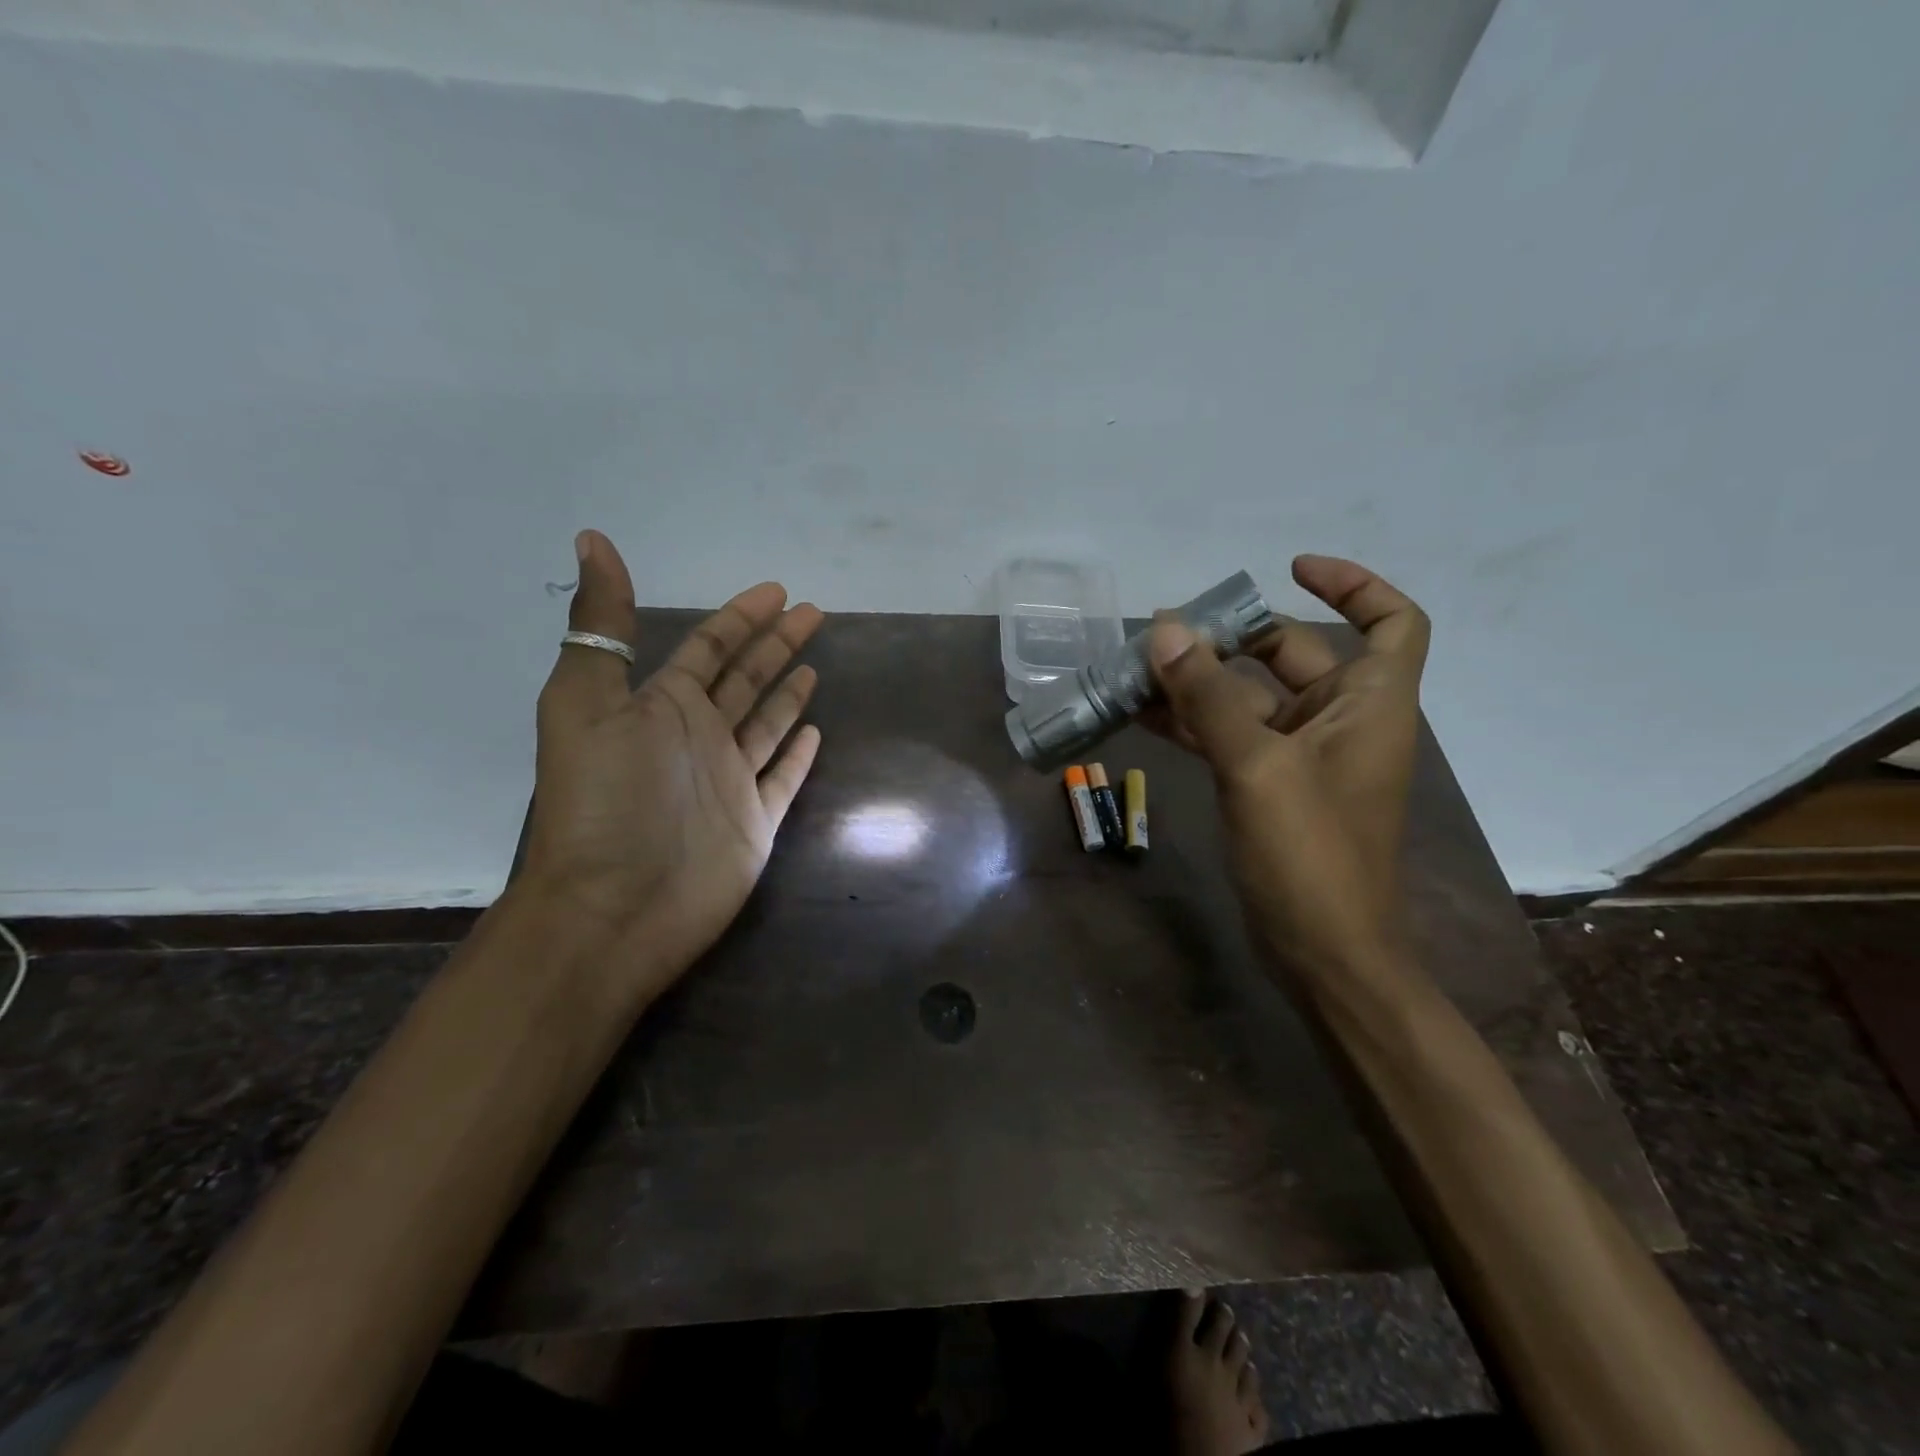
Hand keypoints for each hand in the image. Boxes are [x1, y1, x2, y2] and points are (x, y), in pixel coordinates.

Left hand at [518, 530, 822, 1001]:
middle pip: (746, 679)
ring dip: (788, 695)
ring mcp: (729, 782)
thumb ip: (600, 624)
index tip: (776, 591)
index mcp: (662, 706)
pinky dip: (797, 756)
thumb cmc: (605, 801)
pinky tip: (816, 734)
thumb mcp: (588, 701)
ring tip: (813, 668)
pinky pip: (783, 779)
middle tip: (813, 614)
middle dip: (777, 644)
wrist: (615, 907)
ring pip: (766, 725)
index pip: (710, 647)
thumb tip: (591, 538)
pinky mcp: (754, 823)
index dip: (742, 617)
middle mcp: (698, 738)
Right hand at [1146, 555, 1429, 978]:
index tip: (1289, 570)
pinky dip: (1191, 722)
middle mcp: (1340, 722)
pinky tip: (1140, 713)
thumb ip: (1208, 696)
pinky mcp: (1268, 787)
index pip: (1391, 621)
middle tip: (1167, 630)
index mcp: (1369, 705)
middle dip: (1232, 636)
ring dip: (1199, 682)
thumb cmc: (1311, 855)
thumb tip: (1165, 629)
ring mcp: (1300, 757)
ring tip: (1137, 666)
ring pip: (1249, 698)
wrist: (1323, 953)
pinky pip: (1228, 736)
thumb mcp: (1257, 766)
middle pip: (1293, 654)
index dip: (1352, 585)